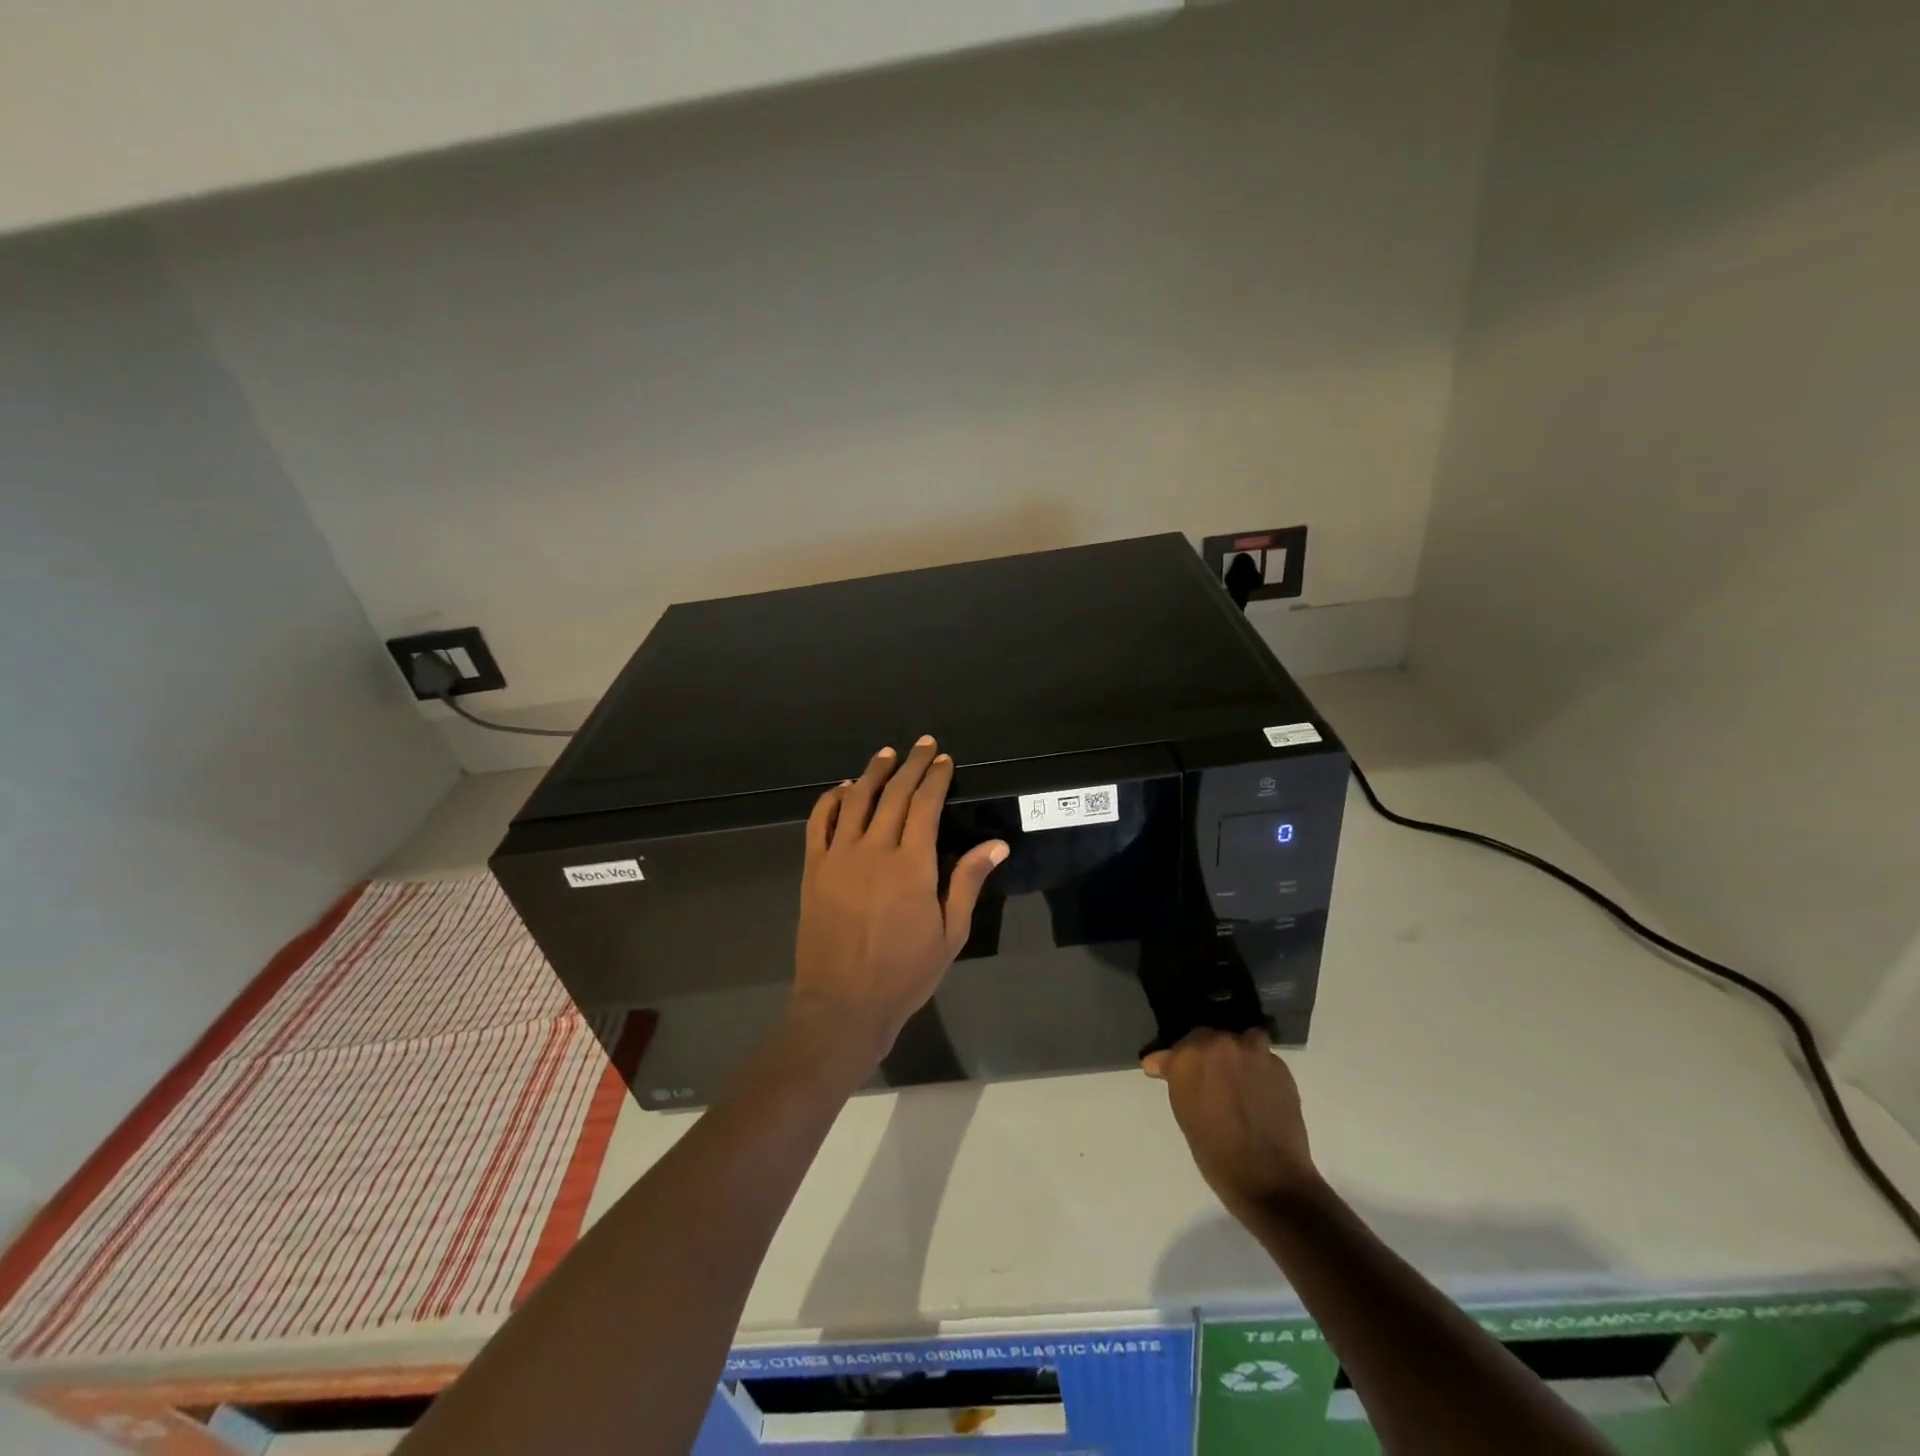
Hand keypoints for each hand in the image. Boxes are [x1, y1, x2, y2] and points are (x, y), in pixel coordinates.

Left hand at [791, 737, 1006, 1067]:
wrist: (842, 1004)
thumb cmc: (904, 973)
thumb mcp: (950, 933)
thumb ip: (967, 882)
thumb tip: (996, 844)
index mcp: (911, 865)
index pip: (925, 805)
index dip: (935, 778)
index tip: (943, 760)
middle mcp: (874, 850)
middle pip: (893, 795)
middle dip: (910, 765)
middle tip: (922, 745)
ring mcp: (839, 857)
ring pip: (856, 801)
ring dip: (872, 773)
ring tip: (885, 754)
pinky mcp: (813, 869)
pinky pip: (819, 823)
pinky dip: (831, 800)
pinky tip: (843, 789)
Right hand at [1144, 1028, 1319, 1221]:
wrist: (1268, 1178)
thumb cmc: (1215, 1152)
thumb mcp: (1184, 1112)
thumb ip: (1178, 1078)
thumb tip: (1160, 1063)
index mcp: (1188, 1056)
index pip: (1180, 1045)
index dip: (1179, 1060)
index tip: (1172, 1071)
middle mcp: (1219, 1044)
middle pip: (1210, 1037)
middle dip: (1208, 1055)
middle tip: (1212, 1079)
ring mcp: (1253, 1053)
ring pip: (1243, 1040)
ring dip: (1239, 1054)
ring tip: (1240, 1078)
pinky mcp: (1280, 1067)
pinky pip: (1265, 1058)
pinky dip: (1260, 1069)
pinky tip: (1260, 1091)